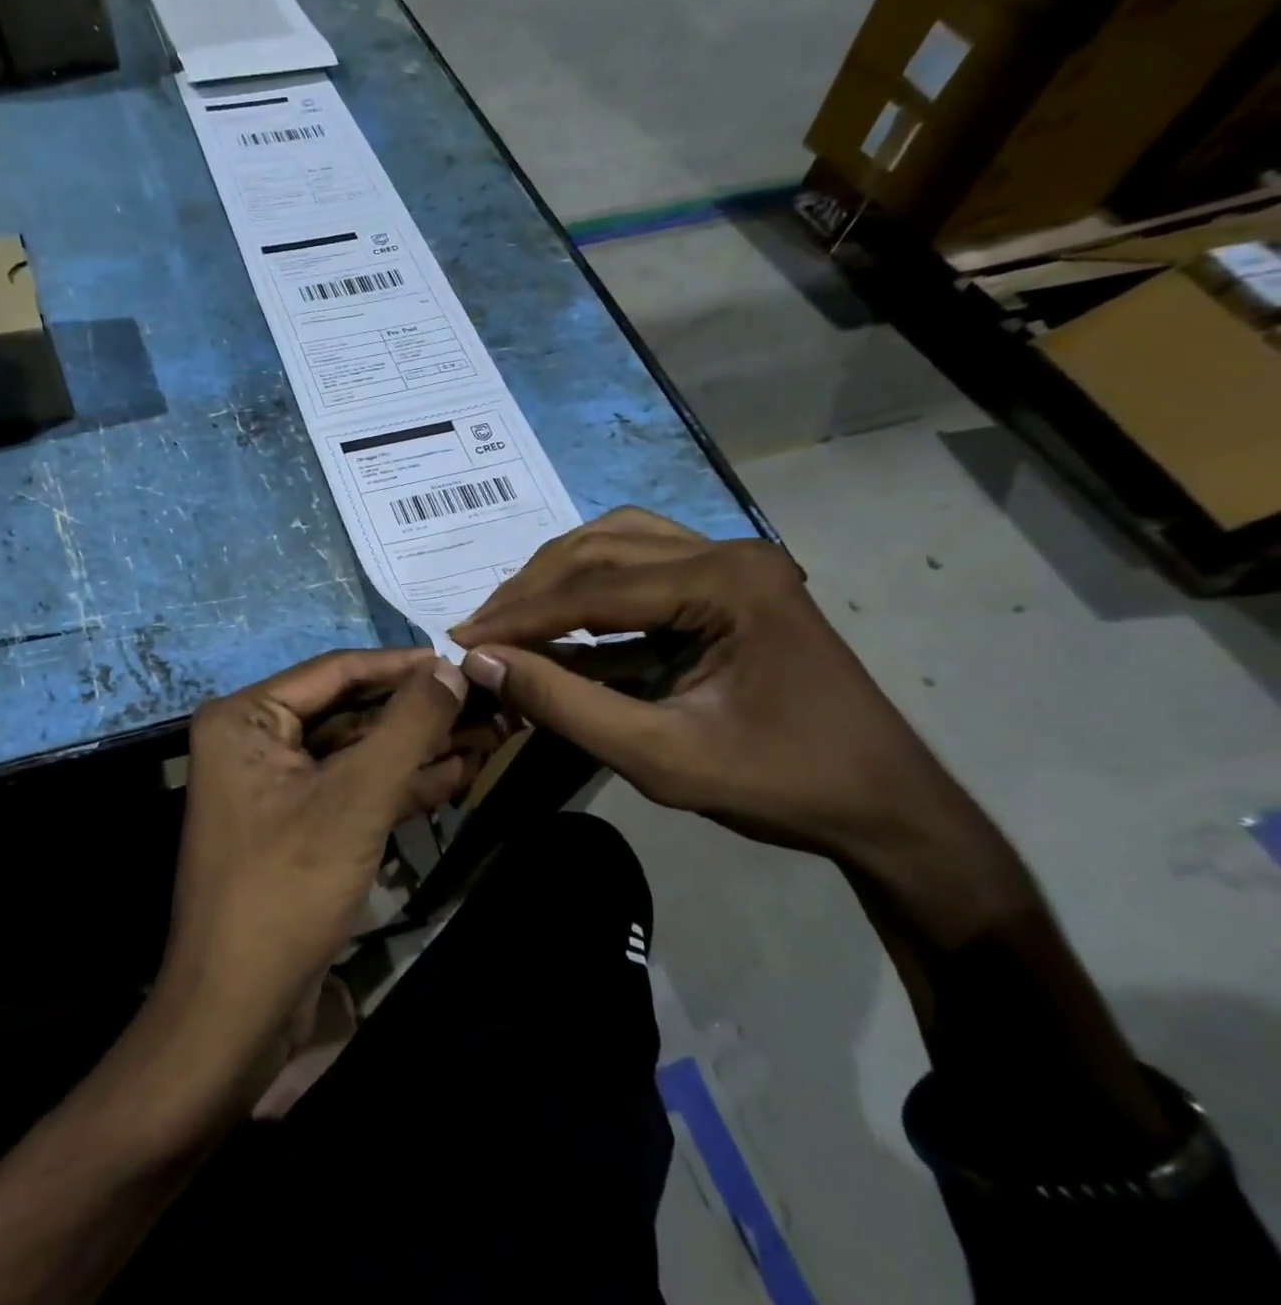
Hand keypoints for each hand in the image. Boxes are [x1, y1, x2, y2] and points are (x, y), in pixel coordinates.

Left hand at [157, 649, 488, 1073]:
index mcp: (247, 718)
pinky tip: (457, 775)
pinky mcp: (299, 824)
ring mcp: (277, 785)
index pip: (336, 671)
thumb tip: (452, 668)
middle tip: (484, 703)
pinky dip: (400, 784)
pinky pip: (354, 789)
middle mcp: (255, 740)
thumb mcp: (356, 798)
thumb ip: (408, 726)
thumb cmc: (288, 888)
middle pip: (350, 711)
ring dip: (418, 749)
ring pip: (358, 752)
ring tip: (487, 736)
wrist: (237, 1011)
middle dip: (417, 713)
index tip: (462, 660)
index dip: (403, 665)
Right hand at [450, 509, 1024, 926]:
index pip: (595, 587)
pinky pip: (643, 559)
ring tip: (511, 614)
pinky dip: (592, 580)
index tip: (462, 641)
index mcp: (727, 583)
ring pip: (617, 541)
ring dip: (557, 574)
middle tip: (479, 629)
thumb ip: (566, 704)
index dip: (520, 616)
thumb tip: (484, 661)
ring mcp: (734, 560)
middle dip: (531, 589)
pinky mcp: (730, 581)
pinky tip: (564, 610)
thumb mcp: (660, 757)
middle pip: (601, 548)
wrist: (884, 806)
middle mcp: (729, 552)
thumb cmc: (780, 785)